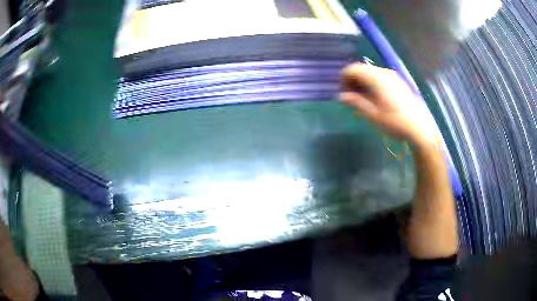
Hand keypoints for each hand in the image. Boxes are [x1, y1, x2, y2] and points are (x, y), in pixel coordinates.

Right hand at [340, 63, 440, 149]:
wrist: (420, 128)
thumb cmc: (396, 122)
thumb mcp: (373, 115)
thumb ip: (356, 102)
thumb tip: (341, 96)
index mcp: (376, 78)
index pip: (353, 69)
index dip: (344, 79)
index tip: (343, 93)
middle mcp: (384, 72)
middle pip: (361, 69)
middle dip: (353, 81)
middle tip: (351, 98)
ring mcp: (393, 76)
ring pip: (371, 73)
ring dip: (362, 83)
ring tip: (362, 100)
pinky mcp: (398, 82)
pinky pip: (380, 77)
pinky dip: (372, 84)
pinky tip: (374, 99)